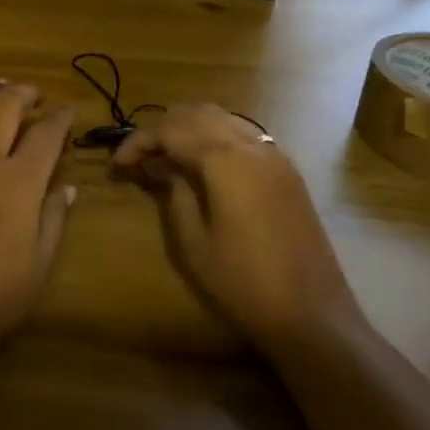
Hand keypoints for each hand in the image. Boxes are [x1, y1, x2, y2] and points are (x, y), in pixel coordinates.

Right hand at [111, 103, 360, 353]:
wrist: (312, 315)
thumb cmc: (243, 282)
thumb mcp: (193, 242)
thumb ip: (174, 192)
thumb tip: (163, 168)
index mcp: (225, 159)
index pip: (170, 130)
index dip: (138, 142)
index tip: (116, 165)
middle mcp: (252, 145)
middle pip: (197, 114)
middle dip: (163, 129)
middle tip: (140, 159)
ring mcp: (275, 155)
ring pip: (223, 119)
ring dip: (190, 129)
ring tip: (167, 160)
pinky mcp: (287, 171)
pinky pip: (244, 135)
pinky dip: (216, 138)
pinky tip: (203, 167)